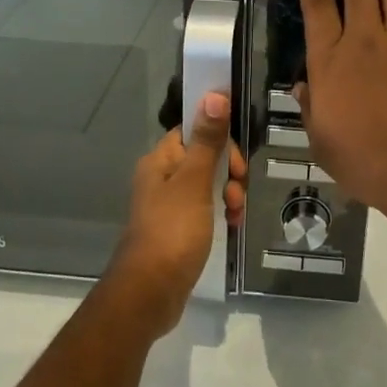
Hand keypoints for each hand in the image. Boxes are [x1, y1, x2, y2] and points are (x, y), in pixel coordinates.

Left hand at [110, 92, 246, 335]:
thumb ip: (207, 140)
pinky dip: (220, 213)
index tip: (235, 162)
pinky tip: (230, 226)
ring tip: (234, 214)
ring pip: (208, 184)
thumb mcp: (195, 182)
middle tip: (236, 192)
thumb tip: (214, 93)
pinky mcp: (177, 229)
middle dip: (227, 171)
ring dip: (227, 193)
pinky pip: (205, 209)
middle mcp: (162, 177)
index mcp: (161, 160)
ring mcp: (169, 205)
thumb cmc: (173, 231)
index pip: (193, 130)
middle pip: (204, 157)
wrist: (149, 293)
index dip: (218, 140)